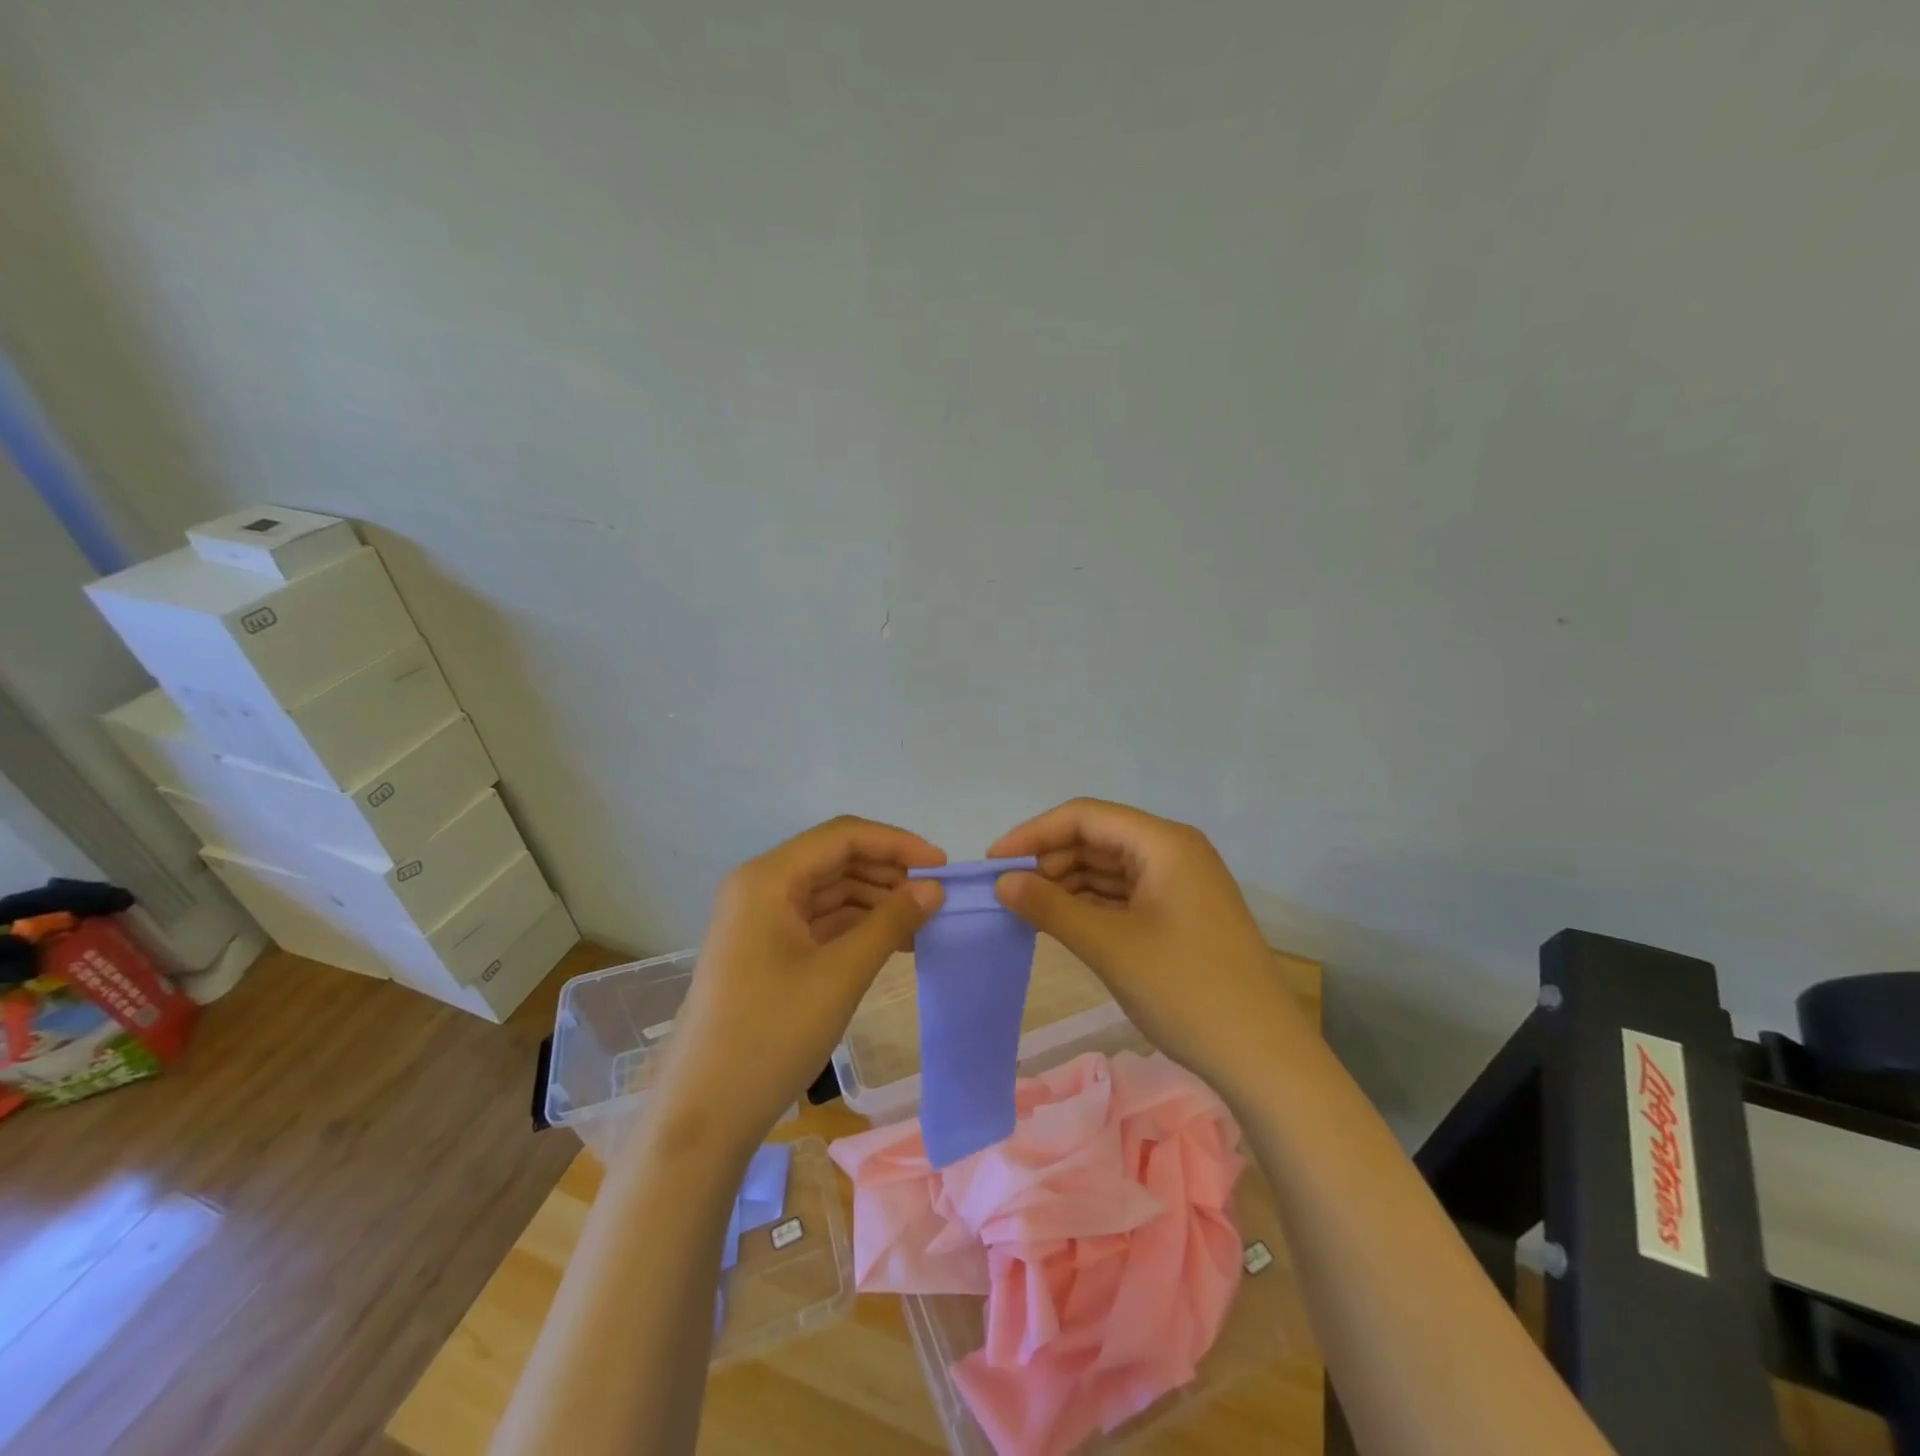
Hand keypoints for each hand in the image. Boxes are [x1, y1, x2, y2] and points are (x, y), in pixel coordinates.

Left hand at [654, 816, 945, 1151]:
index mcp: (769, 878)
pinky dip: (856, 927)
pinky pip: (819, 921)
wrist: (705, 1114)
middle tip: (936, 900)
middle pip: (835, 860)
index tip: (942, 867)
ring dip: (876, 902)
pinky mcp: (765, 950)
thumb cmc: (771, 1034)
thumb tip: (934, 889)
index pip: (843, 836)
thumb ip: (891, 922)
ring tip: (921, 925)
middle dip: (888, 874)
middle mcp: (761, 887)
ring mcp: (760, 919)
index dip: (897, 844)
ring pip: (830, 891)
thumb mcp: (841, 974)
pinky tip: (891, 944)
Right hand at [989, 798, 1306, 1094]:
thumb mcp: (1109, 945)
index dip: (1034, 834)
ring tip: (1026, 910)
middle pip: (1098, 839)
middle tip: (1007, 893)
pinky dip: (1091, 905)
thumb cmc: (1185, 989)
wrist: (1265, 1057)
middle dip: (1049, 860)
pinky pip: (1125, 895)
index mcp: (1163, 843)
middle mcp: (1174, 851)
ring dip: (1067, 884)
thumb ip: (1050, 907)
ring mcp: (1181, 884)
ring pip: (1110, 868)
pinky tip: (1062, 923)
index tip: (993, 863)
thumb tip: (1002, 883)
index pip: (1085, 817)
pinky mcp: (1181, 914)